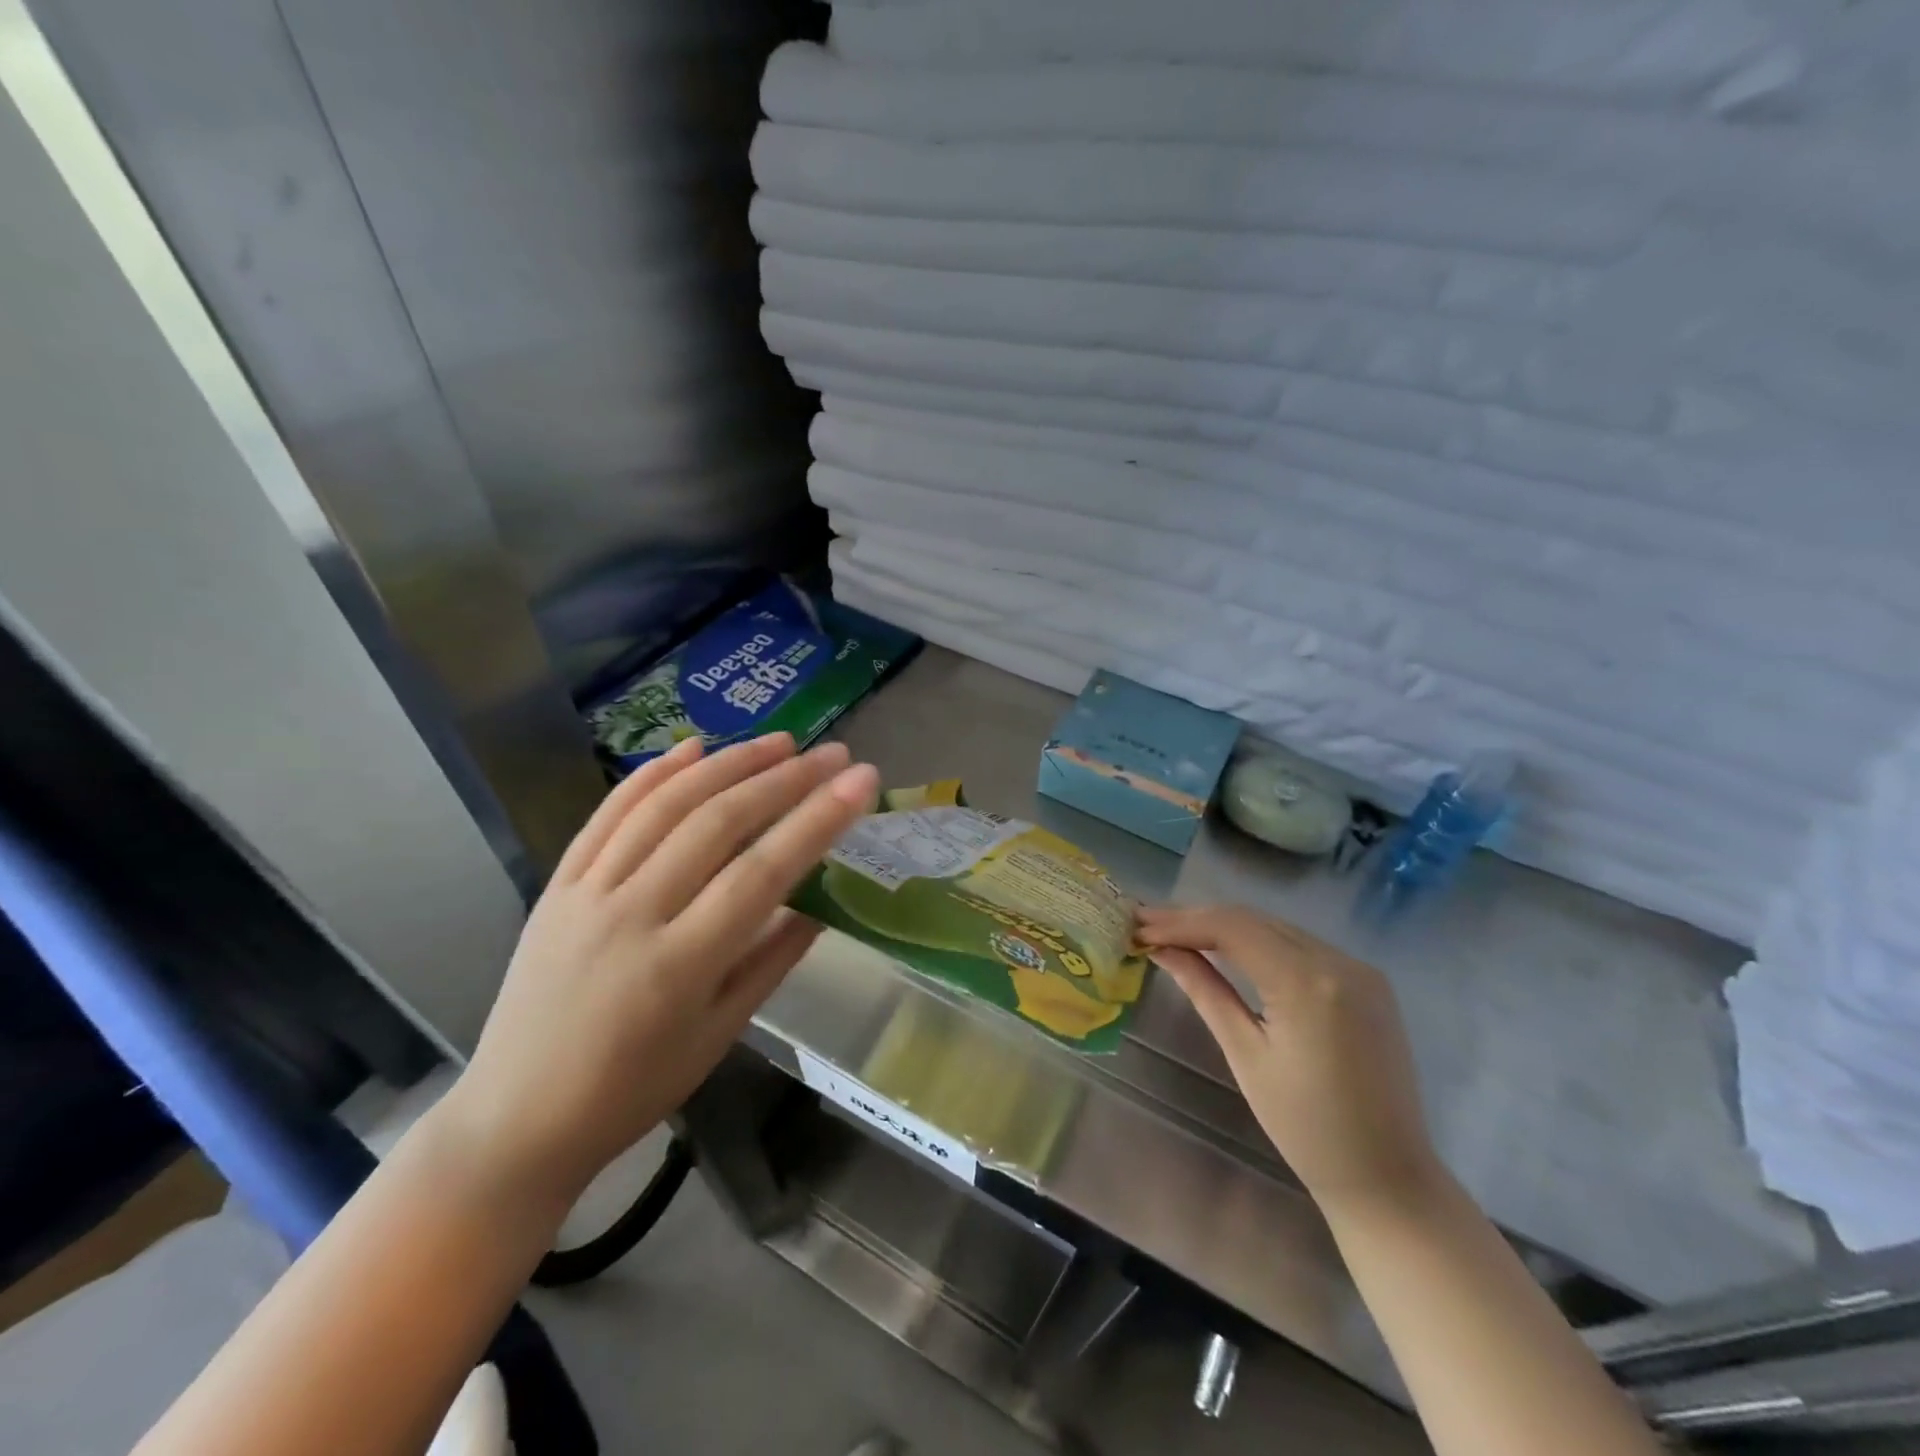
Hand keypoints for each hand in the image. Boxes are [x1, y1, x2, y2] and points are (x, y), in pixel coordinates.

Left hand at [442, 733, 878, 1208]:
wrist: (514, 1120)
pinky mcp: (556, 885)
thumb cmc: (632, 1091)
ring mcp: (586, 893)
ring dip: (728, 764)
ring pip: (665, 806)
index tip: (862, 781)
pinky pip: (608, 815)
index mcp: (679, 967)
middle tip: (832, 754)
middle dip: (784, 779)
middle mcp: (630, 916)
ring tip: (780, 741)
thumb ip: (772, 960)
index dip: (817, 820)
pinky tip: (693, 748)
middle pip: (717, 824)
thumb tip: (821, 903)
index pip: (762, 873)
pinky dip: (653, 774)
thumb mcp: (719, 1036)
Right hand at [1136, 904, 1441, 1214]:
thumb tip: (1161, 949)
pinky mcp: (1367, 981)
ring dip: (1225, 927)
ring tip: (1176, 933)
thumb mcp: (1245, 1055)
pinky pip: (1300, 945)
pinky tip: (1227, 948)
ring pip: (1276, 927)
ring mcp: (1359, 968)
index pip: (1232, 928)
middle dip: (1197, 919)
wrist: (1388, 1177)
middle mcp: (1339, 961)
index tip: (1138, 924)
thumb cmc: (1305, 1128)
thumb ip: (1204, 991)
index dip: (1181, 922)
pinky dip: (1258, 942)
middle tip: (1148, 924)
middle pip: (1253, 920)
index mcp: (1308, 984)